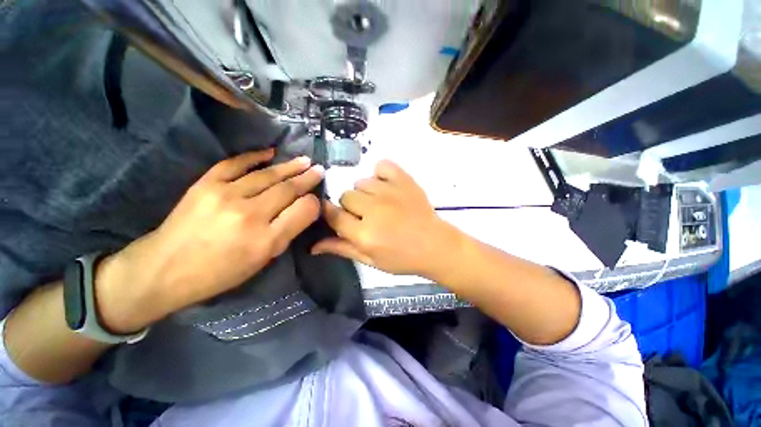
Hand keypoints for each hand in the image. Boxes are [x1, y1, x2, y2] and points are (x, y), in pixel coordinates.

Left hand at [96, 149, 323, 332]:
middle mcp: (249, 214)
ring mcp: (225, 195)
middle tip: (319, 169)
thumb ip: (287, 232)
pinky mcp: (205, 184)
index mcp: (265, 240)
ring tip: (304, 160)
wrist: (164, 269)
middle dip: (307, 178)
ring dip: (289, 166)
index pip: (301, 210)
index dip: (313, 201)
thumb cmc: (220, 272)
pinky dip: (254, 156)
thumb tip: (305, 208)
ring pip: (267, 175)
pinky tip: (269, 152)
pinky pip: (235, 164)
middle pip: (287, 189)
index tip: (317, 196)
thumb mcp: (262, 260)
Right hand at [312, 160, 461, 276]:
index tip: (335, 214)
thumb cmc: (402, 258)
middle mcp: (373, 210)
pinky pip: (381, 165)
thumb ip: (341, 248)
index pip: (333, 214)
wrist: (435, 245)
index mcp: (364, 234)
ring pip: (361, 182)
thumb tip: (312, 246)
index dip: (329, 212)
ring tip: (380, 204)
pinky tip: (386, 186)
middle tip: (367, 216)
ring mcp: (389, 192)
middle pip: (346, 196)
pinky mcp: (404, 180)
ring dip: (366, 193)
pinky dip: (380, 174)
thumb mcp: (370, 260)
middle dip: (352, 207)